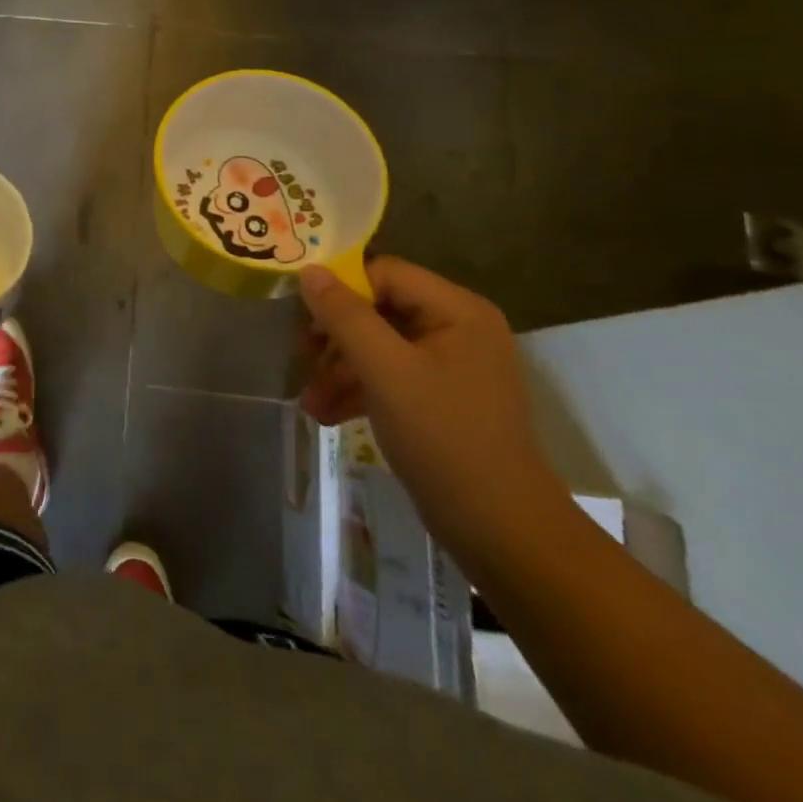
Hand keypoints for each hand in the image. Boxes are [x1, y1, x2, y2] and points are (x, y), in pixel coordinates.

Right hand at [297, 258, 564, 563]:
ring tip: (310, 402)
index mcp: (458, 310)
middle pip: (380, 309)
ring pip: (380, 346)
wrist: (501, 531)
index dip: (341, 290)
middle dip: (336, 338)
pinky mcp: (442, 398)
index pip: (385, 274)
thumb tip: (309, 270)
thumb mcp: (385, 371)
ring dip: (341, 370)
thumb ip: (344, 316)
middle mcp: (459, 328)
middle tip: (301, 358)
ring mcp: (452, 365)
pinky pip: (392, 376)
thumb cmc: (444, 438)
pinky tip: (327, 415)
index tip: (304, 320)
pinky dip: (360, 391)